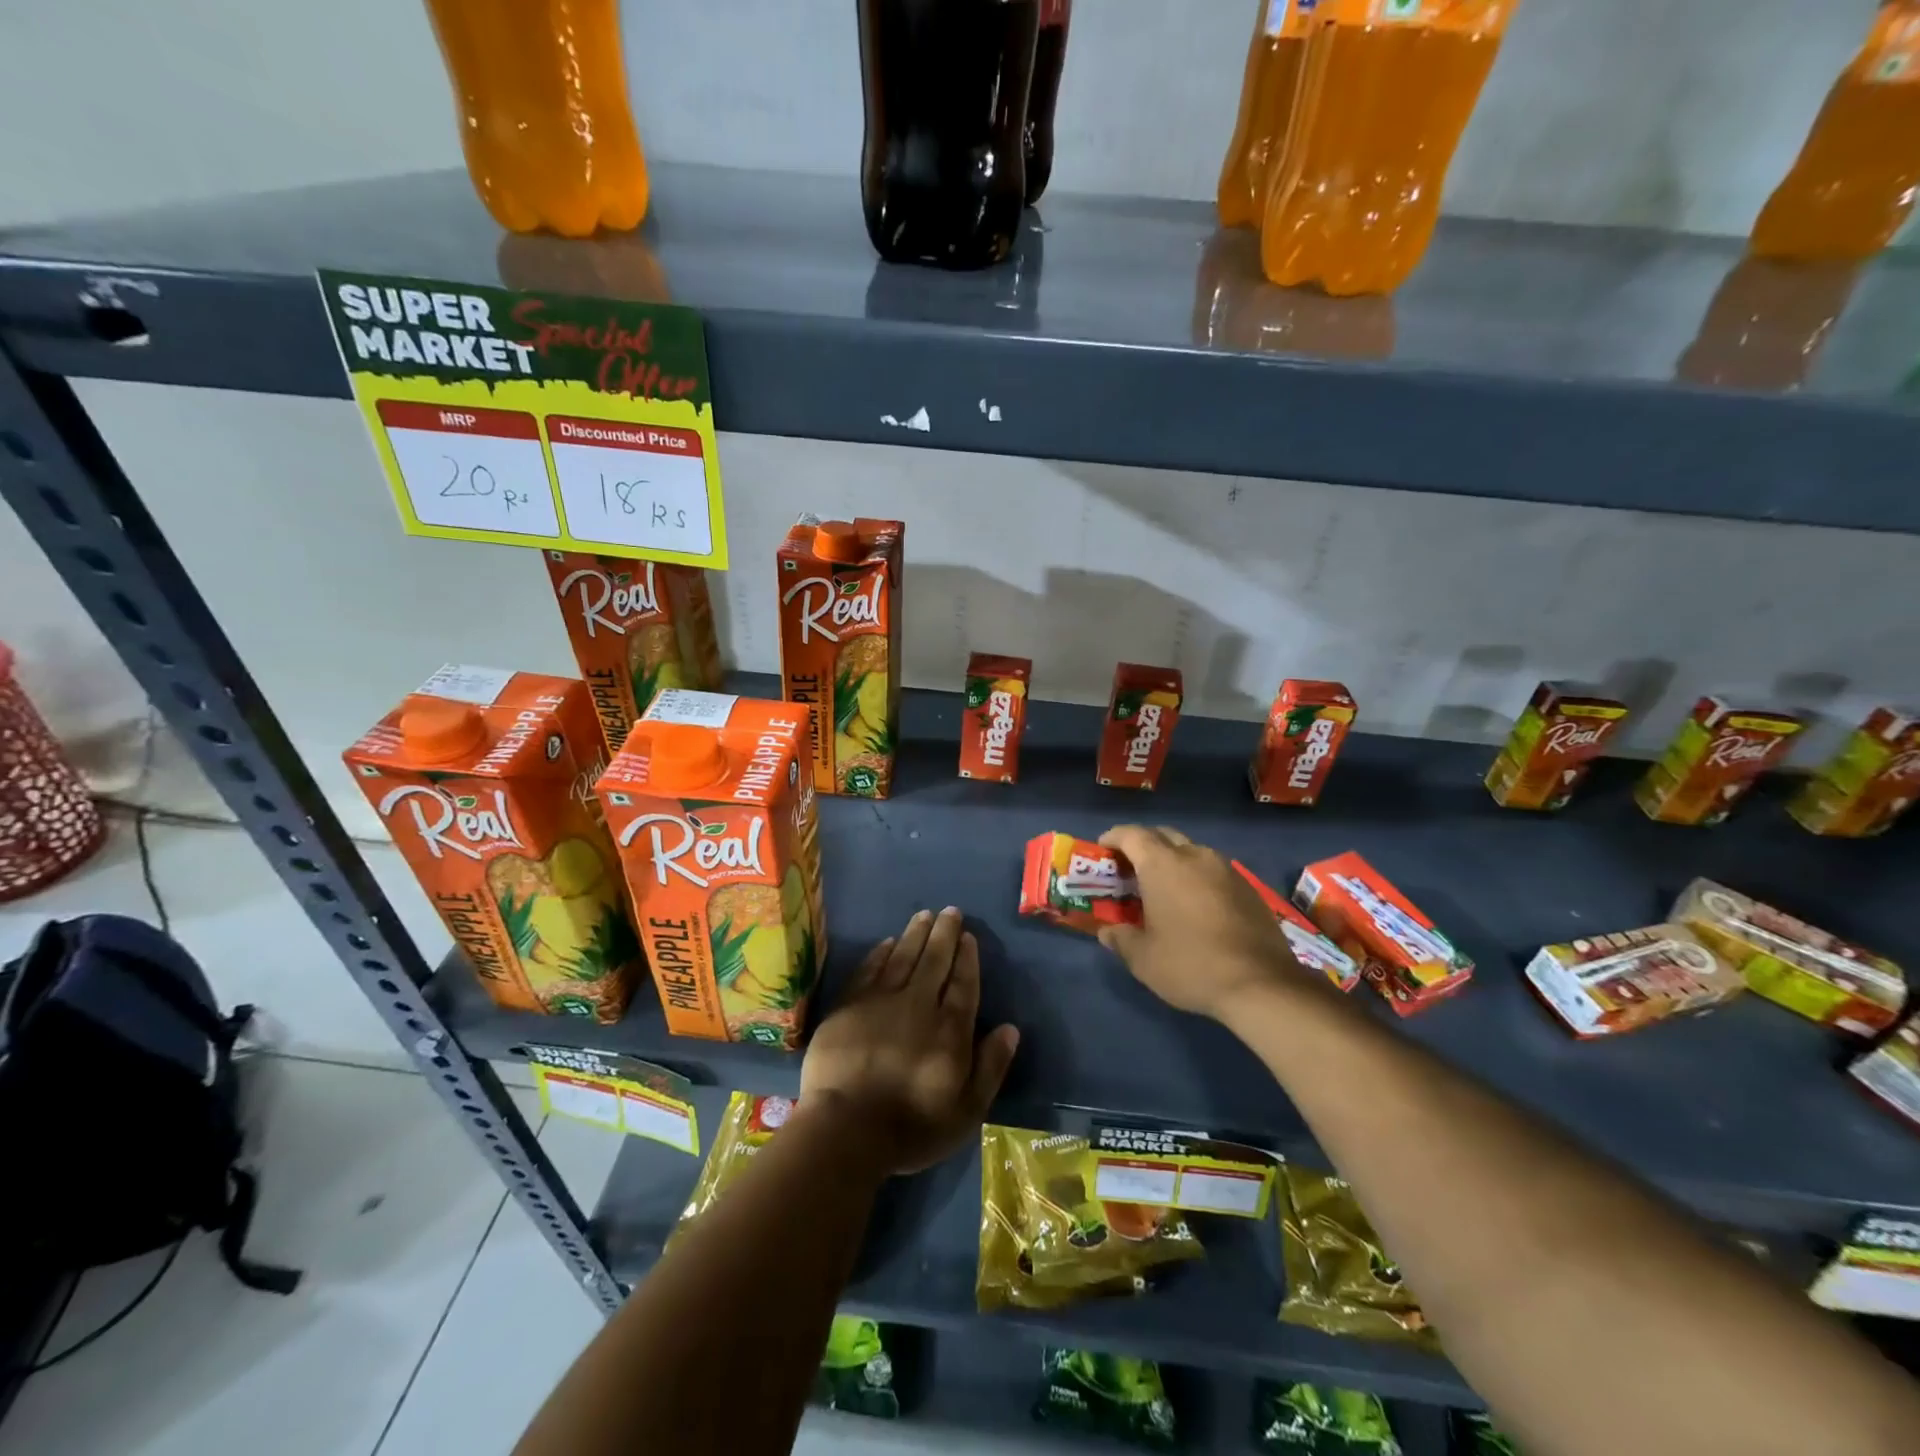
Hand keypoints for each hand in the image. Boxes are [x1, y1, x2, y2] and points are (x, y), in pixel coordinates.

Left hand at [800, 906, 1019, 1175]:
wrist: (846, 1129)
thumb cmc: (911, 1127)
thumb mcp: (966, 1110)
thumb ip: (990, 1067)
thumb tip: (1010, 1029)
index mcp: (950, 1028)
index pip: (963, 983)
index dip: (966, 958)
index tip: (968, 936)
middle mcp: (918, 1004)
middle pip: (934, 961)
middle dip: (944, 934)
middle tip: (950, 911)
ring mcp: (880, 1001)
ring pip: (902, 957)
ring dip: (915, 934)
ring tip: (924, 915)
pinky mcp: (849, 1006)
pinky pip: (869, 969)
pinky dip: (880, 953)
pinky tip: (886, 942)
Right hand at [1096, 825, 1306, 1020]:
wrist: (1262, 984)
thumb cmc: (1191, 965)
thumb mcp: (1143, 959)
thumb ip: (1120, 939)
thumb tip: (1107, 931)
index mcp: (1162, 865)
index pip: (1131, 835)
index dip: (1114, 837)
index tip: (1103, 848)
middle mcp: (1194, 856)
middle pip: (1162, 835)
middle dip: (1142, 844)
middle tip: (1129, 867)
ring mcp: (1225, 869)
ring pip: (1191, 850)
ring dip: (1172, 859)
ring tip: (1162, 885)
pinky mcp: (1247, 887)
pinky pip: (1213, 869)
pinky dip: (1196, 876)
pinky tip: (1195, 904)